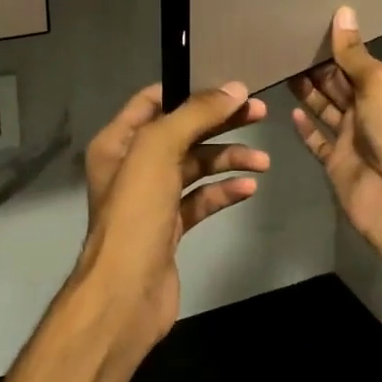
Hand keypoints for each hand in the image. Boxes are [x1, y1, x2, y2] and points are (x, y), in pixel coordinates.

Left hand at [73, 81, 269, 350]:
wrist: (126, 293)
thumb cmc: (136, 212)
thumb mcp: (159, 149)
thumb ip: (195, 115)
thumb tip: (234, 88)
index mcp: (118, 141)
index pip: (153, 100)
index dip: (190, 90)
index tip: (229, 87)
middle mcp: (132, 165)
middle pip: (182, 132)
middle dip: (220, 122)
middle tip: (259, 113)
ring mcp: (152, 198)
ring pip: (195, 166)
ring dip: (228, 159)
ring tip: (262, 162)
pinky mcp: (170, 227)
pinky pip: (201, 199)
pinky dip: (224, 191)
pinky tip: (248, 188)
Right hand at [290, 7, 381, 252]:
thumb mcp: (378, 82)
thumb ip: (355, 53)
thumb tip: (343, 11)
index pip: (358, 62)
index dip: (336, 47)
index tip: (307, 28)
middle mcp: (371, 110)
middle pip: (339, 84)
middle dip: (317, 68)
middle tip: (285, 46)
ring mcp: (353, 138)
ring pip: (325, 109)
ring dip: (307, 93)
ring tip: (281, 71)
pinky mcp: (337, 162)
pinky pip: (317, 141)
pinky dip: (305, 128)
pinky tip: (289, 112)